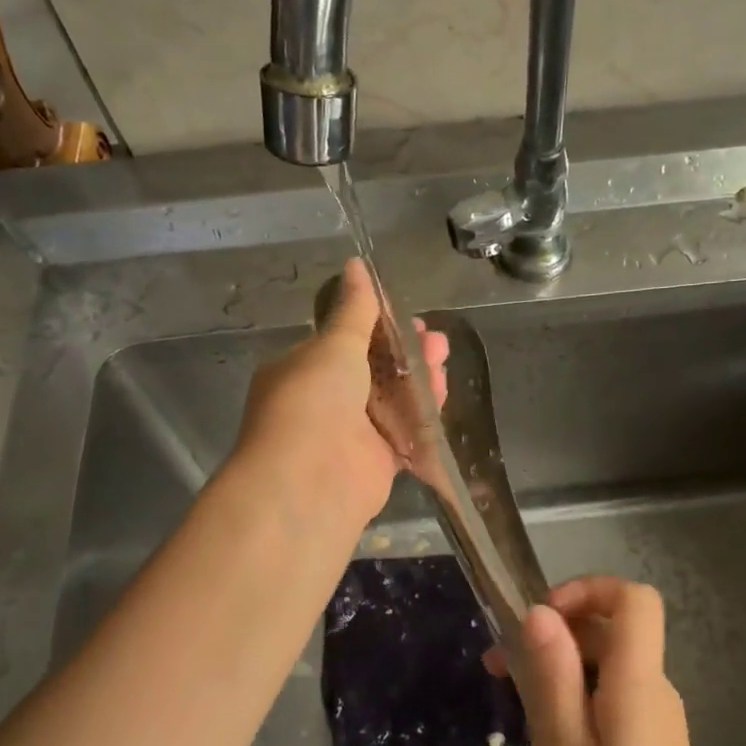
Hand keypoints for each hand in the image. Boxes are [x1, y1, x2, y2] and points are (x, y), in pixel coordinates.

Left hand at [234, 258, 449, 525]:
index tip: (408, 316)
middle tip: (436, 341)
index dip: (378, 326)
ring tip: (443, 362)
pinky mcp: (376, 462)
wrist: (311, 482)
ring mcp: (350, 434)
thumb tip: (356, 264)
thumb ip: (355, 310)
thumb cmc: (314, 401)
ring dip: (419, 379)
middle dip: (406, 352)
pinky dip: (423, 413)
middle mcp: (324, 401)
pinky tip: (442, 394)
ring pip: (392, 400)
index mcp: (302, 369)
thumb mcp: (334, 345)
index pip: (344, 340)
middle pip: (374, 370)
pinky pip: (404, 431)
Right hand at [500, 577, 731, 745]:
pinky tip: (547, 734)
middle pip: (612, 631)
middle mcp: (655, 690)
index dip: (588, 589)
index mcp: (639, 683)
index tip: (541, 617)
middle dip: (554, 635)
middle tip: (498, 668)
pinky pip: (613, 698)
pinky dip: (577, 697)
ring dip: (559, 669)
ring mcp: (658, 721)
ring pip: (608, 667)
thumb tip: (539, 612)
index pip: (634, 599)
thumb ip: (551, 675)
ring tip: (513, 702)